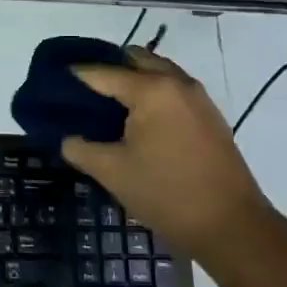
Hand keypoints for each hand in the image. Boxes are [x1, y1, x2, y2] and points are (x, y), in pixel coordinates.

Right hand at [61, 48, 272, 262]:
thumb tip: (68, 138)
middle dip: (107, 69)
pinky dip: (152, 92)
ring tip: (108, 104)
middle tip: (82, 92)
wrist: (232, 226)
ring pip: (157, 72)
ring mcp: (198, 98)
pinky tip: (138, 120)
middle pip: (134, 60)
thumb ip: (80, 149)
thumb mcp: (112, 172)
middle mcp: (176, 83)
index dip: (75, 76)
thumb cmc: (166, 194)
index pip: (102, 72)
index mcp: (151, 90)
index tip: (54, 82)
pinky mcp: (209, 115)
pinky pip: (173, 89)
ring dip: (133, 79)